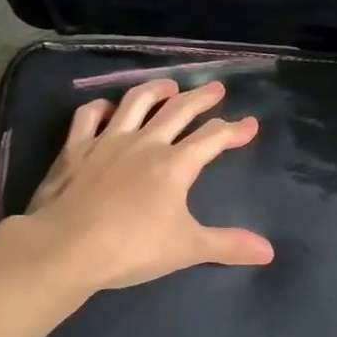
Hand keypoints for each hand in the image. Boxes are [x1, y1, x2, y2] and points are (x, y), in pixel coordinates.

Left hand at [19, 77, 273, 291]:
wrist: (67, 247)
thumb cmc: (131, 247)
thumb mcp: (186, 248)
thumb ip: (228, 245)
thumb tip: (269, 252)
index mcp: (175, 165)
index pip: (212, 138)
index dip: (234, 130)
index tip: (250, 124)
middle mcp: (145, 143)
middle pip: (178, 110)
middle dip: (201, 98)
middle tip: (216, 88)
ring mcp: (107, 141)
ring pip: (136, 102)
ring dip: (155, 89)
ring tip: (169, 84)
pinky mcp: (75, 148)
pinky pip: (89, 116)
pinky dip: (101, 107)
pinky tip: (108, 108)